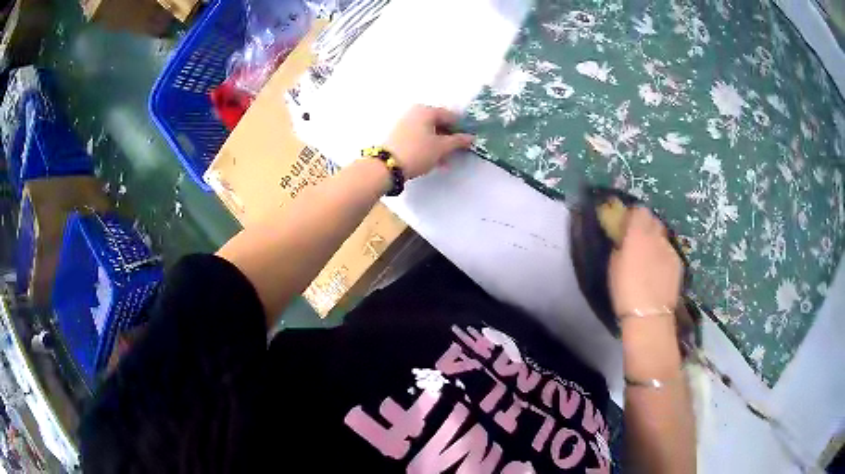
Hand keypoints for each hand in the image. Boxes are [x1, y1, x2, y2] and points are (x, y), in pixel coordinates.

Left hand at [385, 105, 474, 178]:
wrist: (387, 165)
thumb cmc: (418, 152)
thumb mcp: (441, 148)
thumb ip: (458, 141)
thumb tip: (471, 137)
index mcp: (426, 110)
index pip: (450, 116)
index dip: (461, 128)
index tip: (467, 142)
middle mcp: (414, 112)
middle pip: (438, 123)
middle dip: (449, 138)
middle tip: (456, 152)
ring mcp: (404, 123)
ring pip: (428, 132)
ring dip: (439, 144)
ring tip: (445, 160)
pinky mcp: (398, 135)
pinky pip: (418, 137)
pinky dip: (428, 146)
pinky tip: (433, 160)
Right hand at [609, 207, 682, 318]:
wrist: (649, 315)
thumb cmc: (625, 291)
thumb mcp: (614, 266)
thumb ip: (621, 247)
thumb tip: (623, 240)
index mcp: (637, 234)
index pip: (639, 210)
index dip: (633, 215)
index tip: (627, 225)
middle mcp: (656, 236)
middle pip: (653, 219)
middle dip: (646, 225)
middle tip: (638, 239)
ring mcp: (670, 248)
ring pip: (663, 236)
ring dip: (655, 240)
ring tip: (649, 256)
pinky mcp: (678, 262)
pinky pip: (669, 250)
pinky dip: (663, 254)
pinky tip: (659, 270)